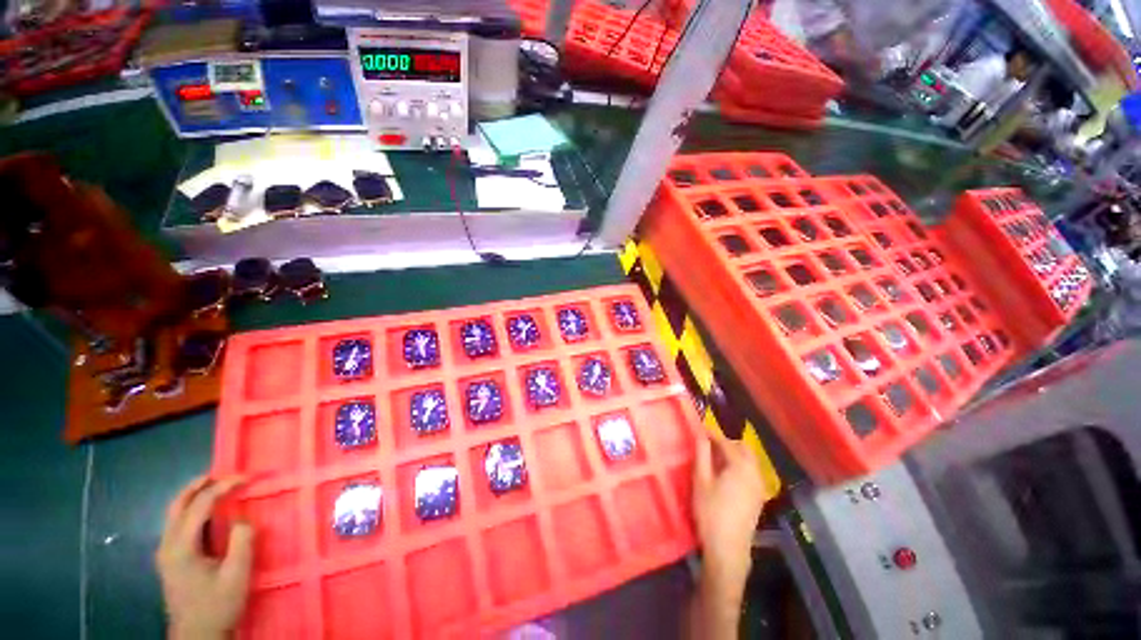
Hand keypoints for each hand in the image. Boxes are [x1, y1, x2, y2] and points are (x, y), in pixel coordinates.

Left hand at [156, 476, 253, 639]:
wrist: (198, 636)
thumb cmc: (218, 605)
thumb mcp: (237, 574)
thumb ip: (241, 541)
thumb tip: (242, 518)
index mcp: (181, 547)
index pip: (199, 506)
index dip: (223, 487)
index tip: (247, 478)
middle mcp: (167, 545)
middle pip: (177, 505)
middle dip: (198, 485)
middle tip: (222, 473)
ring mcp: (166, 553)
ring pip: (174, 514)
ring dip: (193, 496)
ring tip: (216, 487)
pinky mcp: (170, 560)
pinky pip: (177, 525)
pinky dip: (191, 510)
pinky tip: (206, 513)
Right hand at [692, 432, 771, 619]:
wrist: (728, 549)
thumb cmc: (711, 512)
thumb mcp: (701, 481)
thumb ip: (702, 455)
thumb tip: (701, 435)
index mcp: (740, 466)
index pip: (726, 442)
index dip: (712, 434)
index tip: (700, 429)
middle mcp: (754, 473)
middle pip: (743, 449)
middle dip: (727, 443)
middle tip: (708, 445)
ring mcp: (759, 487)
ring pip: (749, 461)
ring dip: (734, 455)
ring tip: (715, 460)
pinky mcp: (759, 498)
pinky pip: (751, 473)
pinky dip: (740, 467)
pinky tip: (726, 477)